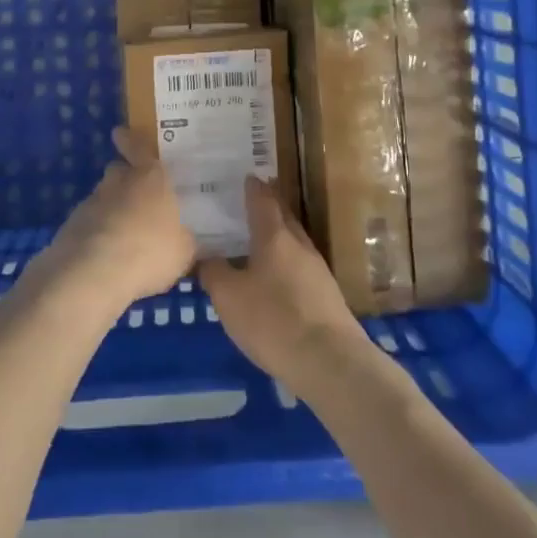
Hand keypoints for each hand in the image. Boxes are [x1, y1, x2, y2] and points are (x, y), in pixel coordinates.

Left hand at [41, 127, 197, 312]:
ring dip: (111, 209)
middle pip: (119, 171)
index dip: (130, 140)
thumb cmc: (149, 250)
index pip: (138, 147)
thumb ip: (184, 239)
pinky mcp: (72, 225)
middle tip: (138, 198)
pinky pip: (89, 223)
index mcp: (150, 178)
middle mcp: (119, 181)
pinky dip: (97, 232)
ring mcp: (92, 201)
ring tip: (124, 235)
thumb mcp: (184, 251)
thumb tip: (186, 238)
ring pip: (104, 197)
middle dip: (126, 180)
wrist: (93, 272)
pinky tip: (106, 255)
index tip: (119, 132)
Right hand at [199, 178, 365, 392]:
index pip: (262, 199)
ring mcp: (317, 269)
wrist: (329, 361)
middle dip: (267, 207)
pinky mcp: (327, 295)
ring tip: (256, 242)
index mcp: (274, 235)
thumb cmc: (273, 320)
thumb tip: (207, 257)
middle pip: (282, 216)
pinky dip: (285, 264)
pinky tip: (274, 280)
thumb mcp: (229, 298)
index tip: (244, 176)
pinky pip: (300, 267)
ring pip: (293, 242)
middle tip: (247, 205)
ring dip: (276, 238)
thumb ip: (214, 273)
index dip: (252, 187)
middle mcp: (298, 244)